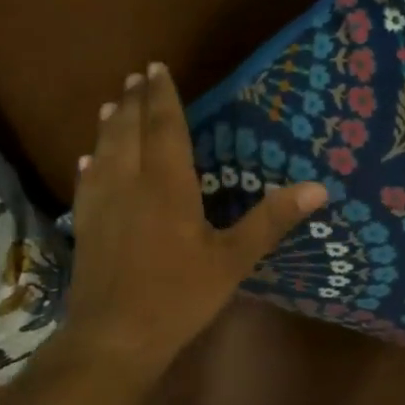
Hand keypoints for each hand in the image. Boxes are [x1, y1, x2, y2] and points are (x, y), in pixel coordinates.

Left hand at [56, 63, 327, 378]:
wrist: (113, 337)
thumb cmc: (178, 296)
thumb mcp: (233, 259)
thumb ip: (272, 220)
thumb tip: (319, 187)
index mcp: (167, 185)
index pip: (165, 127)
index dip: (162, 96)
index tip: (156, 68)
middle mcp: (130, 183)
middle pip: (130, 130)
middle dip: (135, 101)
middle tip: (138, 76)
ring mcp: (102, 204)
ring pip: (105, 150)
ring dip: (111, 124)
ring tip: (114, 104)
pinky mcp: (86, 225)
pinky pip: (88, 181)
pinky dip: (92, 161)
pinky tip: (89, 159)